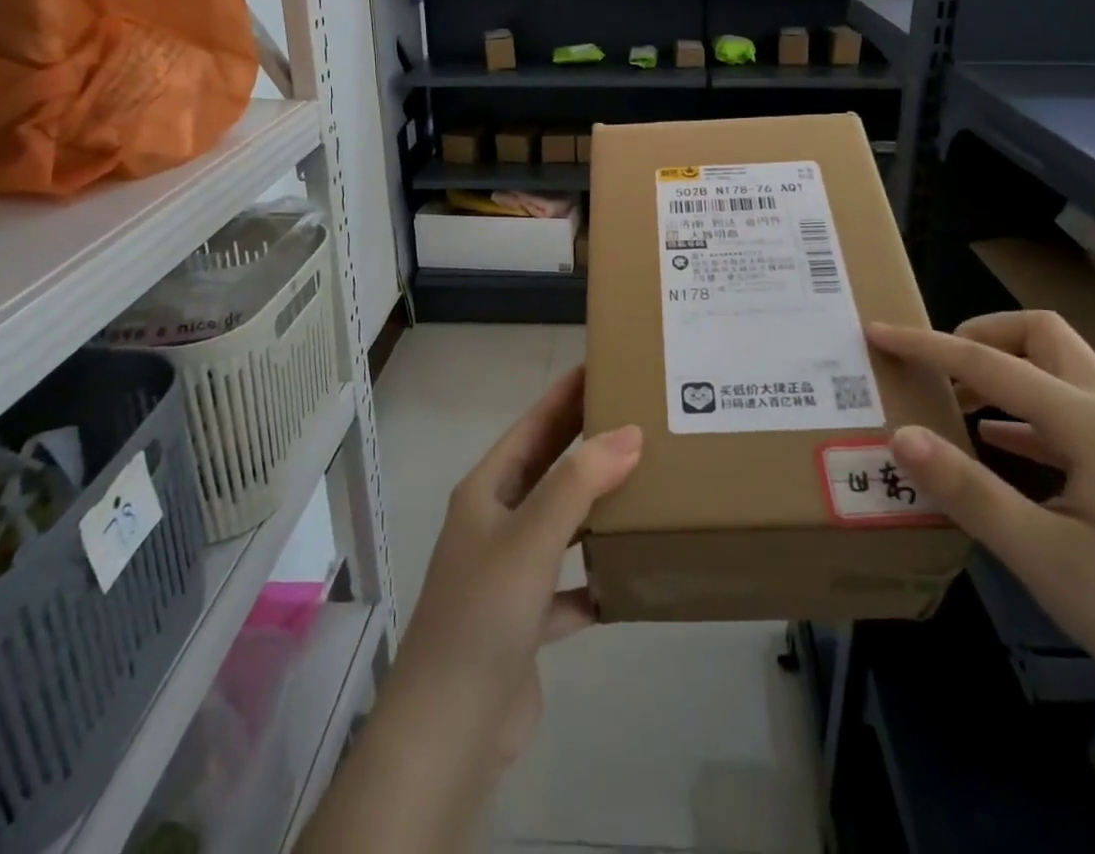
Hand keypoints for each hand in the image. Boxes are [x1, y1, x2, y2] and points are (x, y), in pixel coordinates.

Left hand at [391, 367, 641, 764]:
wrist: (451, 728)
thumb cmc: (485, 611)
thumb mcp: (533, 536)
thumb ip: (580, 481)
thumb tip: (629, 432)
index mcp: (486, 491)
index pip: (532, 426)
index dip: (564, 394)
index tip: (601, 365)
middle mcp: (494, 524)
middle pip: (547, 470)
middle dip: (585, 443)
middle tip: (635, 414)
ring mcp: (508, 573)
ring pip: (560, 525)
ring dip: (594, 508)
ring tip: (643, 485)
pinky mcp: (525, 621)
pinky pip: (568, 587)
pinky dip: (594, 580)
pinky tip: (628, 575)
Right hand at [868, 313, 1094, 734]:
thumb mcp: (1041, 555)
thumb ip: (967, 489)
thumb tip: (902, 435)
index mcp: (1089, 423)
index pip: (990, 362)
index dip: (927, 345)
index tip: (877, 333)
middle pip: (1043, 336)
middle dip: (983, 336)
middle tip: (938, 368)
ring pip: (1060, 373)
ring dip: (1005, 373)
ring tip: (956, 406)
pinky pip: (1068, 416)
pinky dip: (1023, 416)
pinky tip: (998, 449)